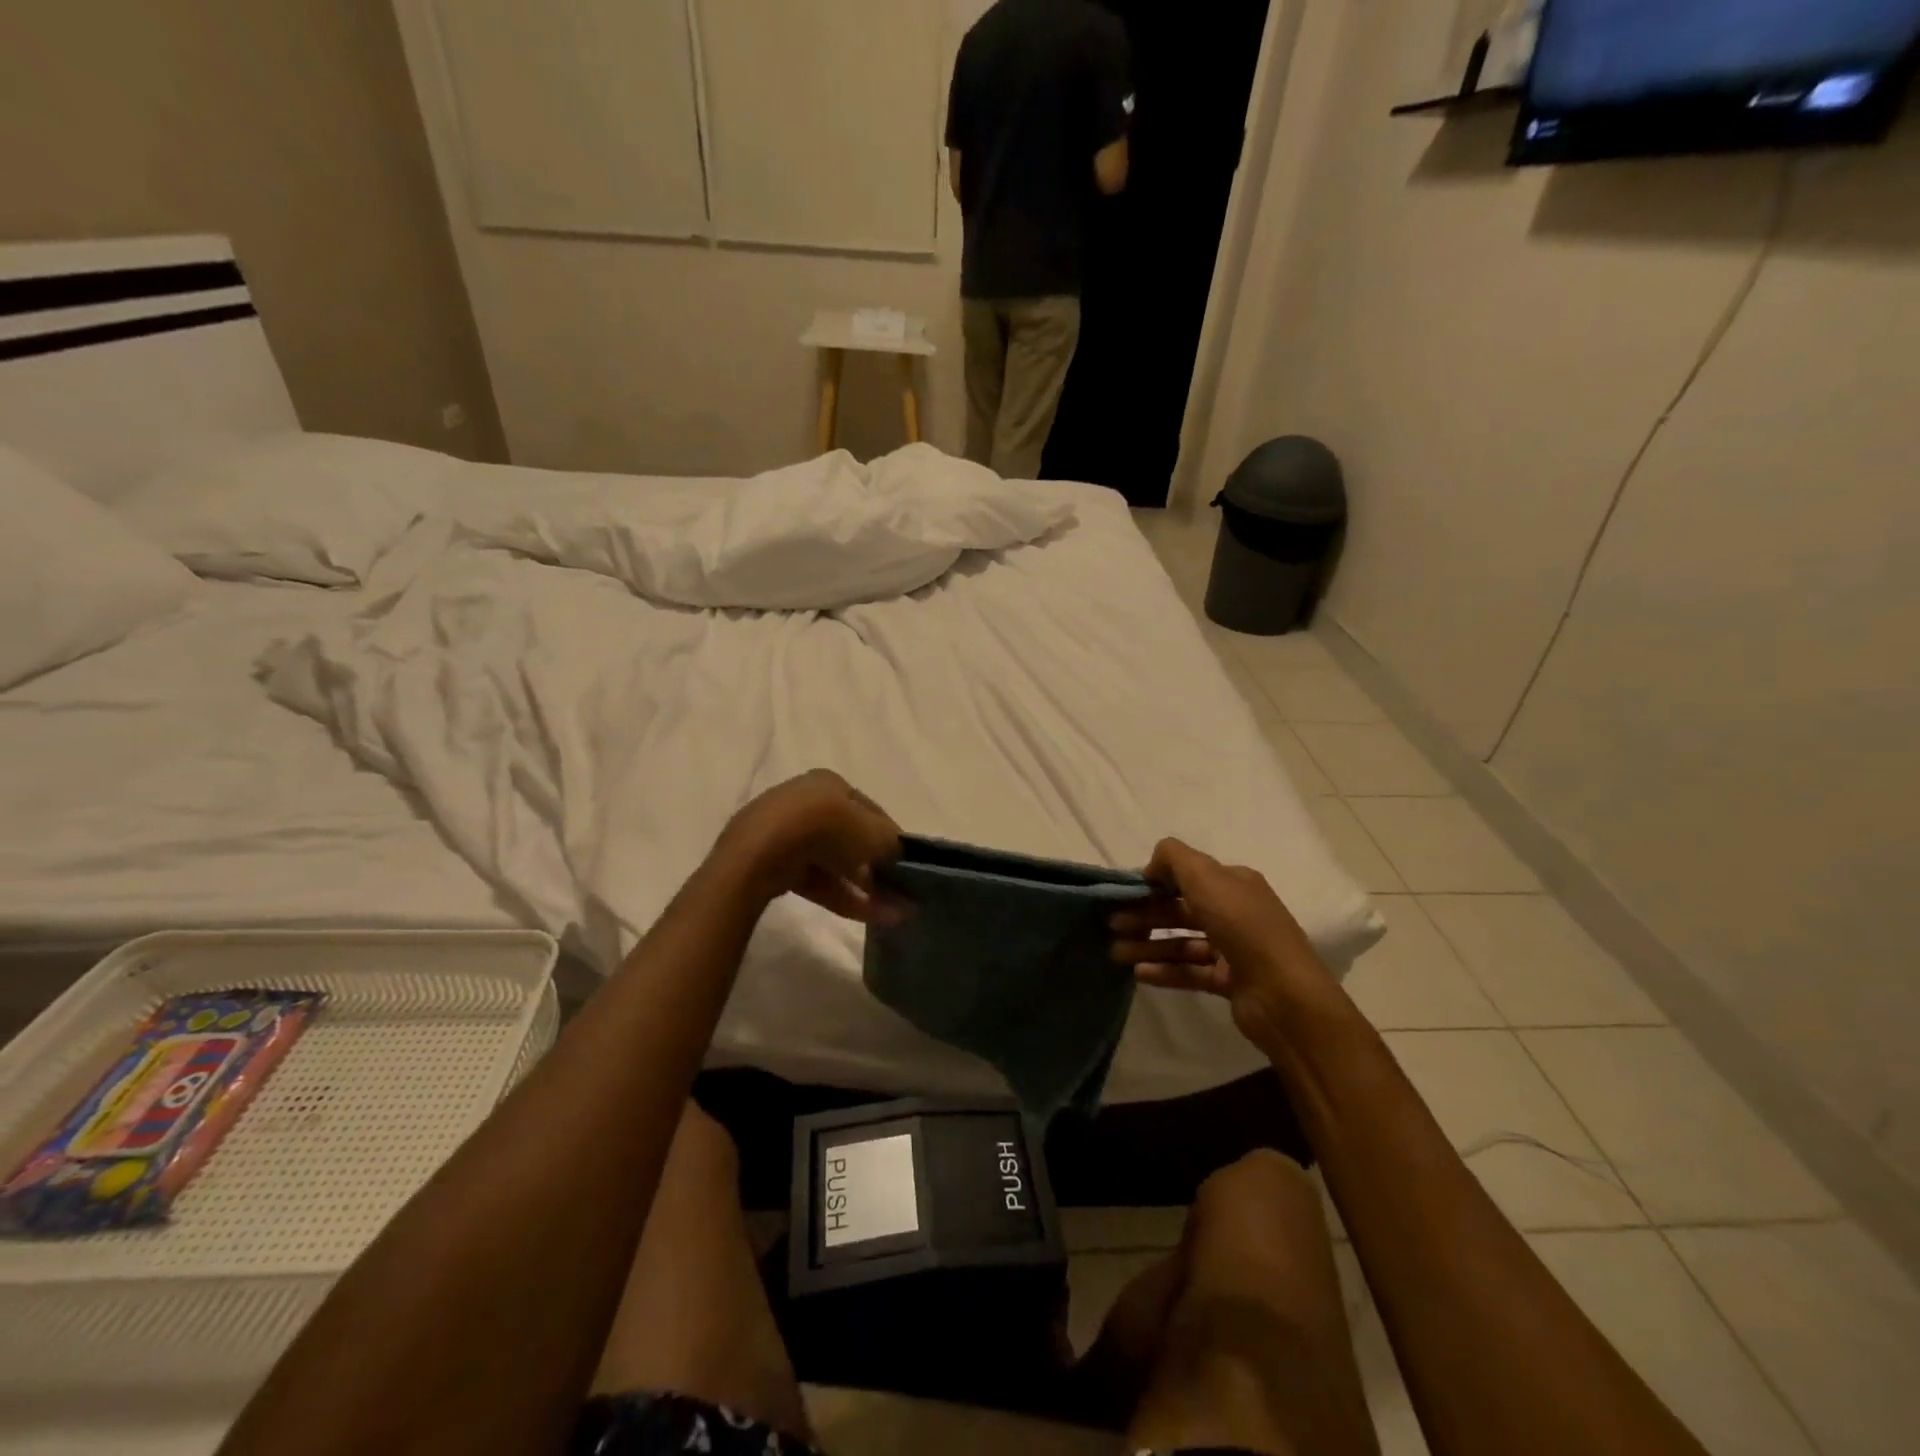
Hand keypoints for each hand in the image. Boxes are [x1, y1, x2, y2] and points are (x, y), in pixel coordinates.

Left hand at [717, 770, 902, 923]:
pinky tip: (865, 916)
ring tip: (890, 913)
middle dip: (876, 867)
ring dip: (863, 887)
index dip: (891, 836)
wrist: (760, 854)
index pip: (869, 809)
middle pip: (850, 837)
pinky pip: (814, 880)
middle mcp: (805, 801)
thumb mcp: (874, 833)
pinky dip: (840, 896)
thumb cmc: (826, 829)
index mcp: (828, 783)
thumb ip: (893, 844)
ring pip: (833, 862)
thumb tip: (902, 856)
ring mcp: (784, 833)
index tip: (906, 862)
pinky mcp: (770, 864)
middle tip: (899, 891)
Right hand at [1110, 838, 1334, 1048]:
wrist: (1283, 994)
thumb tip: (1151, 866)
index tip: (1123, 893)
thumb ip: (1173, 858)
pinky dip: (1164, 970)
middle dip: (1145, 914)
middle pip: (1181, 909)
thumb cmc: (1242, 926)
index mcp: (1234, 883)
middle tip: (1111, 924)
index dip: (1154, 882)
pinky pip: (1190, 971)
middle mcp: (1236, 912)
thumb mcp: (1205, 876)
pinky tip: (1138, 973)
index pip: (1188, 876)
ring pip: (1182, 941)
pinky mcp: (1229, 981)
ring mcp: (1234, 949)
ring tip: (1116, 953)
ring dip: (1149, 944)